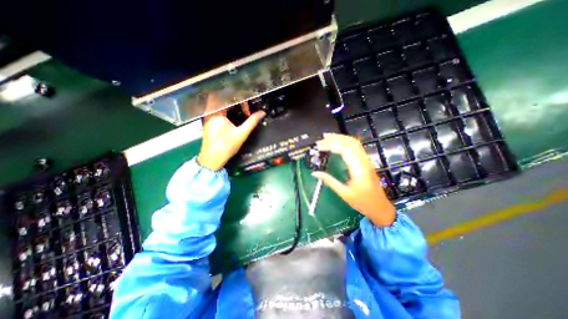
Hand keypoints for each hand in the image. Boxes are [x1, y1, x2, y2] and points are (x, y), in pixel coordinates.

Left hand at [196, 94, 264, 171]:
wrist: (212, 159)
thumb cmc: (226, 146)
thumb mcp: (241, 134)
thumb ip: (252, 121)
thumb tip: (262, 113)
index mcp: (216, 113)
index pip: (227, 97)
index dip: (239, 100)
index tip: (247, 111)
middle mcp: (210, 112)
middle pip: (220, 97)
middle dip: (234, 100)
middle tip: (244, 107)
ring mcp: (207, 117)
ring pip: (217, 103)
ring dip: (229, 104)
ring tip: (240, 111)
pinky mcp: (208, 122)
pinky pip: (215, 109)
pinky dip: (225, 109)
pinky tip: (232, 116)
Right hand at [310, 133, 395, 227]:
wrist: (380, 207)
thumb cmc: (362, 202)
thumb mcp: (343, 193)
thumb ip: (329, 181)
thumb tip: (314, 173)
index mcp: (358, 168)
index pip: (344, 150)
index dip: (331, 145)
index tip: (319, 146)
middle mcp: (364, 161)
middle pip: (350, 142)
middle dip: (335, 138)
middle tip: (321, 139)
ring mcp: (366, 160)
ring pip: (354, 142)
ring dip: (341, 138)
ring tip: (328, 137)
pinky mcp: (366, 161)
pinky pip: (356, 147)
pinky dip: (346, 142)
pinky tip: (338, 143)